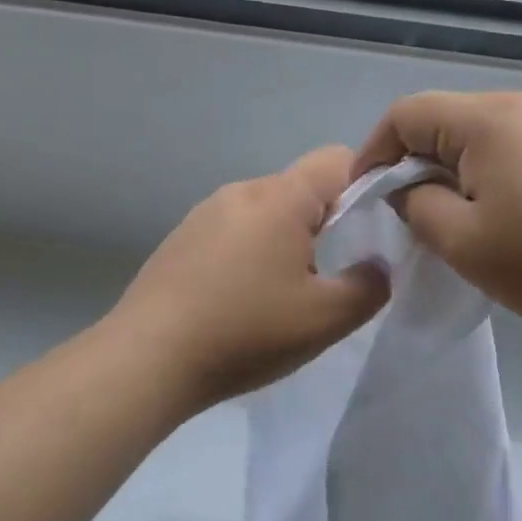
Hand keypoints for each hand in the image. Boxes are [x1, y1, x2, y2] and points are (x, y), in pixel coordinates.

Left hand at [110, 145, 389, 415]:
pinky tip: (238, 301)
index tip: (370, 233)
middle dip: (325, 223)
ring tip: (279, 295)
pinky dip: (249, 253)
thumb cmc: (245, 332)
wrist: (145, 360)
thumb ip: (369, 287)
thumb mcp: (325, 319)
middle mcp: (241, 191)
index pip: (338, 160)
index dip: (365, 186)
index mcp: (280, 198)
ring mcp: (204, 213)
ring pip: (265, 212)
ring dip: (284, 241)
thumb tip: (376, 268)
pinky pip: (233, 231)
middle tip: (327, 276)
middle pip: (301, 188)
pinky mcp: (180, 239)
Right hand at [353, 91, 521, 349]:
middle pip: (444, 119)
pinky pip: (514, 146)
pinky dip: (489, 172)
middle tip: (408, 215)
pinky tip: (502, 215)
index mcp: (487, 117)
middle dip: (414, 162)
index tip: (366, 198)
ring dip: (453, 169)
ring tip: (454, 219)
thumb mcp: (462, 241)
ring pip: (479, 135)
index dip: (374, 152)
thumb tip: (408, 188)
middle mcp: (521, 104)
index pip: (406, 113)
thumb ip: (416, 205)